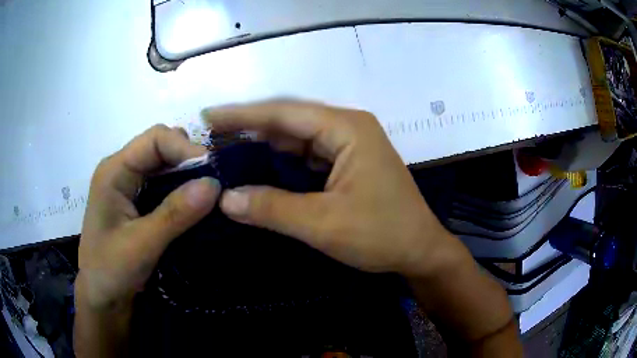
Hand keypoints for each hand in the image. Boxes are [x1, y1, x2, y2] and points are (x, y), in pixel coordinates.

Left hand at [77, 125, 220, 308]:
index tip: (214, 173)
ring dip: (189, 177)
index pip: (155, 139)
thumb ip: (175, 214)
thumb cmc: (111, 271)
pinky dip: (184, 192)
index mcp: (114, 170)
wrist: (102, 298)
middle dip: (190, 161)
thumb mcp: (141, 245)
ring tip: (212, 195)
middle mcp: (122, 170)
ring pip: (166, 166)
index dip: (186, 149)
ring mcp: (130, 186)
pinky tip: (198, 206)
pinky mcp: (139, 203)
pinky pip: (165, 186)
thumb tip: (214, 184)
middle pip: (162, 147)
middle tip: (217, 184)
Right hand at [203, 100, 461, 275]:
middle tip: (212, 136)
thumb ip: (272, 209)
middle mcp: (348, 127)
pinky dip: (281, 161)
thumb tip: (225, 199)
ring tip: (227, 149)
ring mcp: (349, 145)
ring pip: (297, 138)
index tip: (209, 116)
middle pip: (290, 121)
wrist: (420, 251)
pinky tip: (259, 166)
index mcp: (347, 128)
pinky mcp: (347, 163)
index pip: (285, 113)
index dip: (243, 115)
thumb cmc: (382, 235)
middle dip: (250, 128)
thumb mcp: (324, 224)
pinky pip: (307, 155)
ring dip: (264, 144)